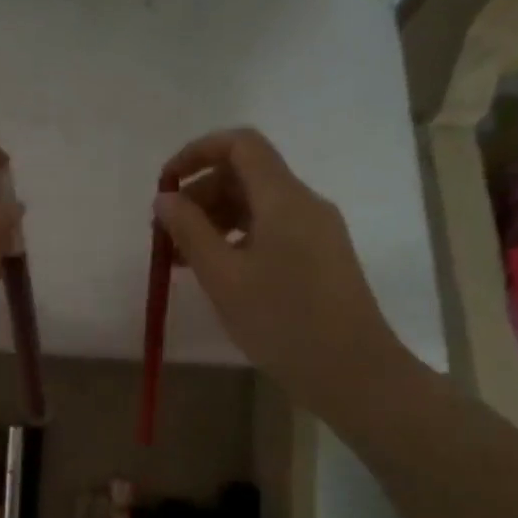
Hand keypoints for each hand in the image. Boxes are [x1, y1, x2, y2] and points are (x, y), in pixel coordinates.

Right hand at [154, 128, 406, 414]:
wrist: (353, 372)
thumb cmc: (282, 320)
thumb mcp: (222, 276)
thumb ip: (189, 231)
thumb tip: (165, 199)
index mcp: (283, 198)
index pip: (240, 144)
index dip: (197, 152)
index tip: (165, 184)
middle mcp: (304, 204)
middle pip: (245, 174)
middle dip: (200, 194)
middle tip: (165, 234)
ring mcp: (316, 231)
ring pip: (256, 205)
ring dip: (214, 220)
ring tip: (181, 259)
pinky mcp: (319, 257)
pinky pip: (270, 230)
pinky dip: (236, 238)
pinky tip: (215, 272)